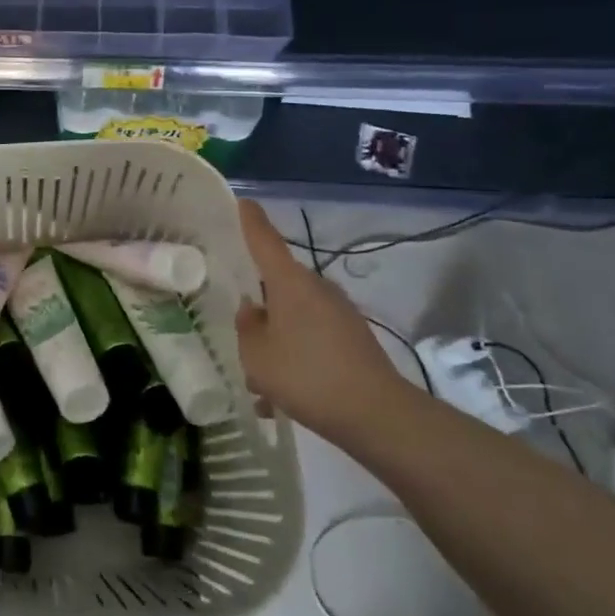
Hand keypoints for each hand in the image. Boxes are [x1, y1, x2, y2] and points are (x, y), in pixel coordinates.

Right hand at [234, 201, 413, 439]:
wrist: (377, 415)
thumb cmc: (306, 375)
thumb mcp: (257, 356)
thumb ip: (247, 328)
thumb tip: (252, 309)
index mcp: (289, 282)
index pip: (264, 240)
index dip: (250, 220)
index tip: (242, 201)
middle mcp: (316, 288)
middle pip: (279, 282)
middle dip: (259, 300)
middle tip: (237, 323)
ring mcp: (339, 312)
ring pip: (295, 314)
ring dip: (276, 335)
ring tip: (259, 376)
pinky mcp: (353, 338)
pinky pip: (312, 336)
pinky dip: (296, 354)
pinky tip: (282, 393)